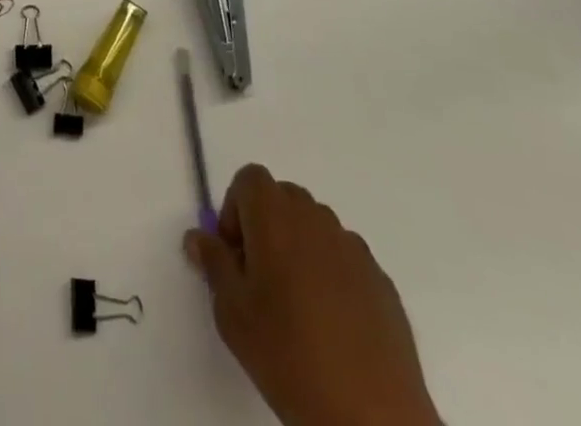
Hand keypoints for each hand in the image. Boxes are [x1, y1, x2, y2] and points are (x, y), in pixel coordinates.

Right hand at [185, 166, 438, 425]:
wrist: (371, 417)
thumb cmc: (288, 354)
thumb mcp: (232, 312)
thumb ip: (213, 263)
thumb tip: (198, 236)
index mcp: (275, 215)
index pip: (249, 179)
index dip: (234, 209)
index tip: (235, 255)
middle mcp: (315, 219)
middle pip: (283, 198)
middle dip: (266, 225)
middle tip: (259, 278)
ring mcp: (354, 249)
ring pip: (315, 228)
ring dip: (299, 248)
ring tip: (297, 304)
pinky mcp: (382, 282)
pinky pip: (345, 259)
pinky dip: (332, 275)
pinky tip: (332, 324)